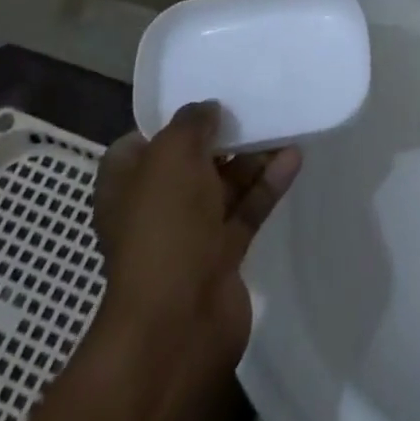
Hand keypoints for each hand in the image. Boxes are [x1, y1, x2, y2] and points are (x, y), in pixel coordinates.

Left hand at [93, 101, 300, 369]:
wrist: (178, 324)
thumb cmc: (163, 227)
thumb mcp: (171, 155)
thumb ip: (192, 123)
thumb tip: (208, 110)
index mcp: (125, 185)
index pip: (142, 141)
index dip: (170, 119)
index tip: (205, 96)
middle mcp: (154, 207)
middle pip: (190, 160)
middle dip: (219, 134)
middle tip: (253, 101)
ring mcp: (188, 234)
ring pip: (223, 184)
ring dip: (251, 156)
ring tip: (282, 121)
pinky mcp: (222, 255)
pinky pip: (247, 209)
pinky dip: (267, 183)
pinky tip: (293, 156)